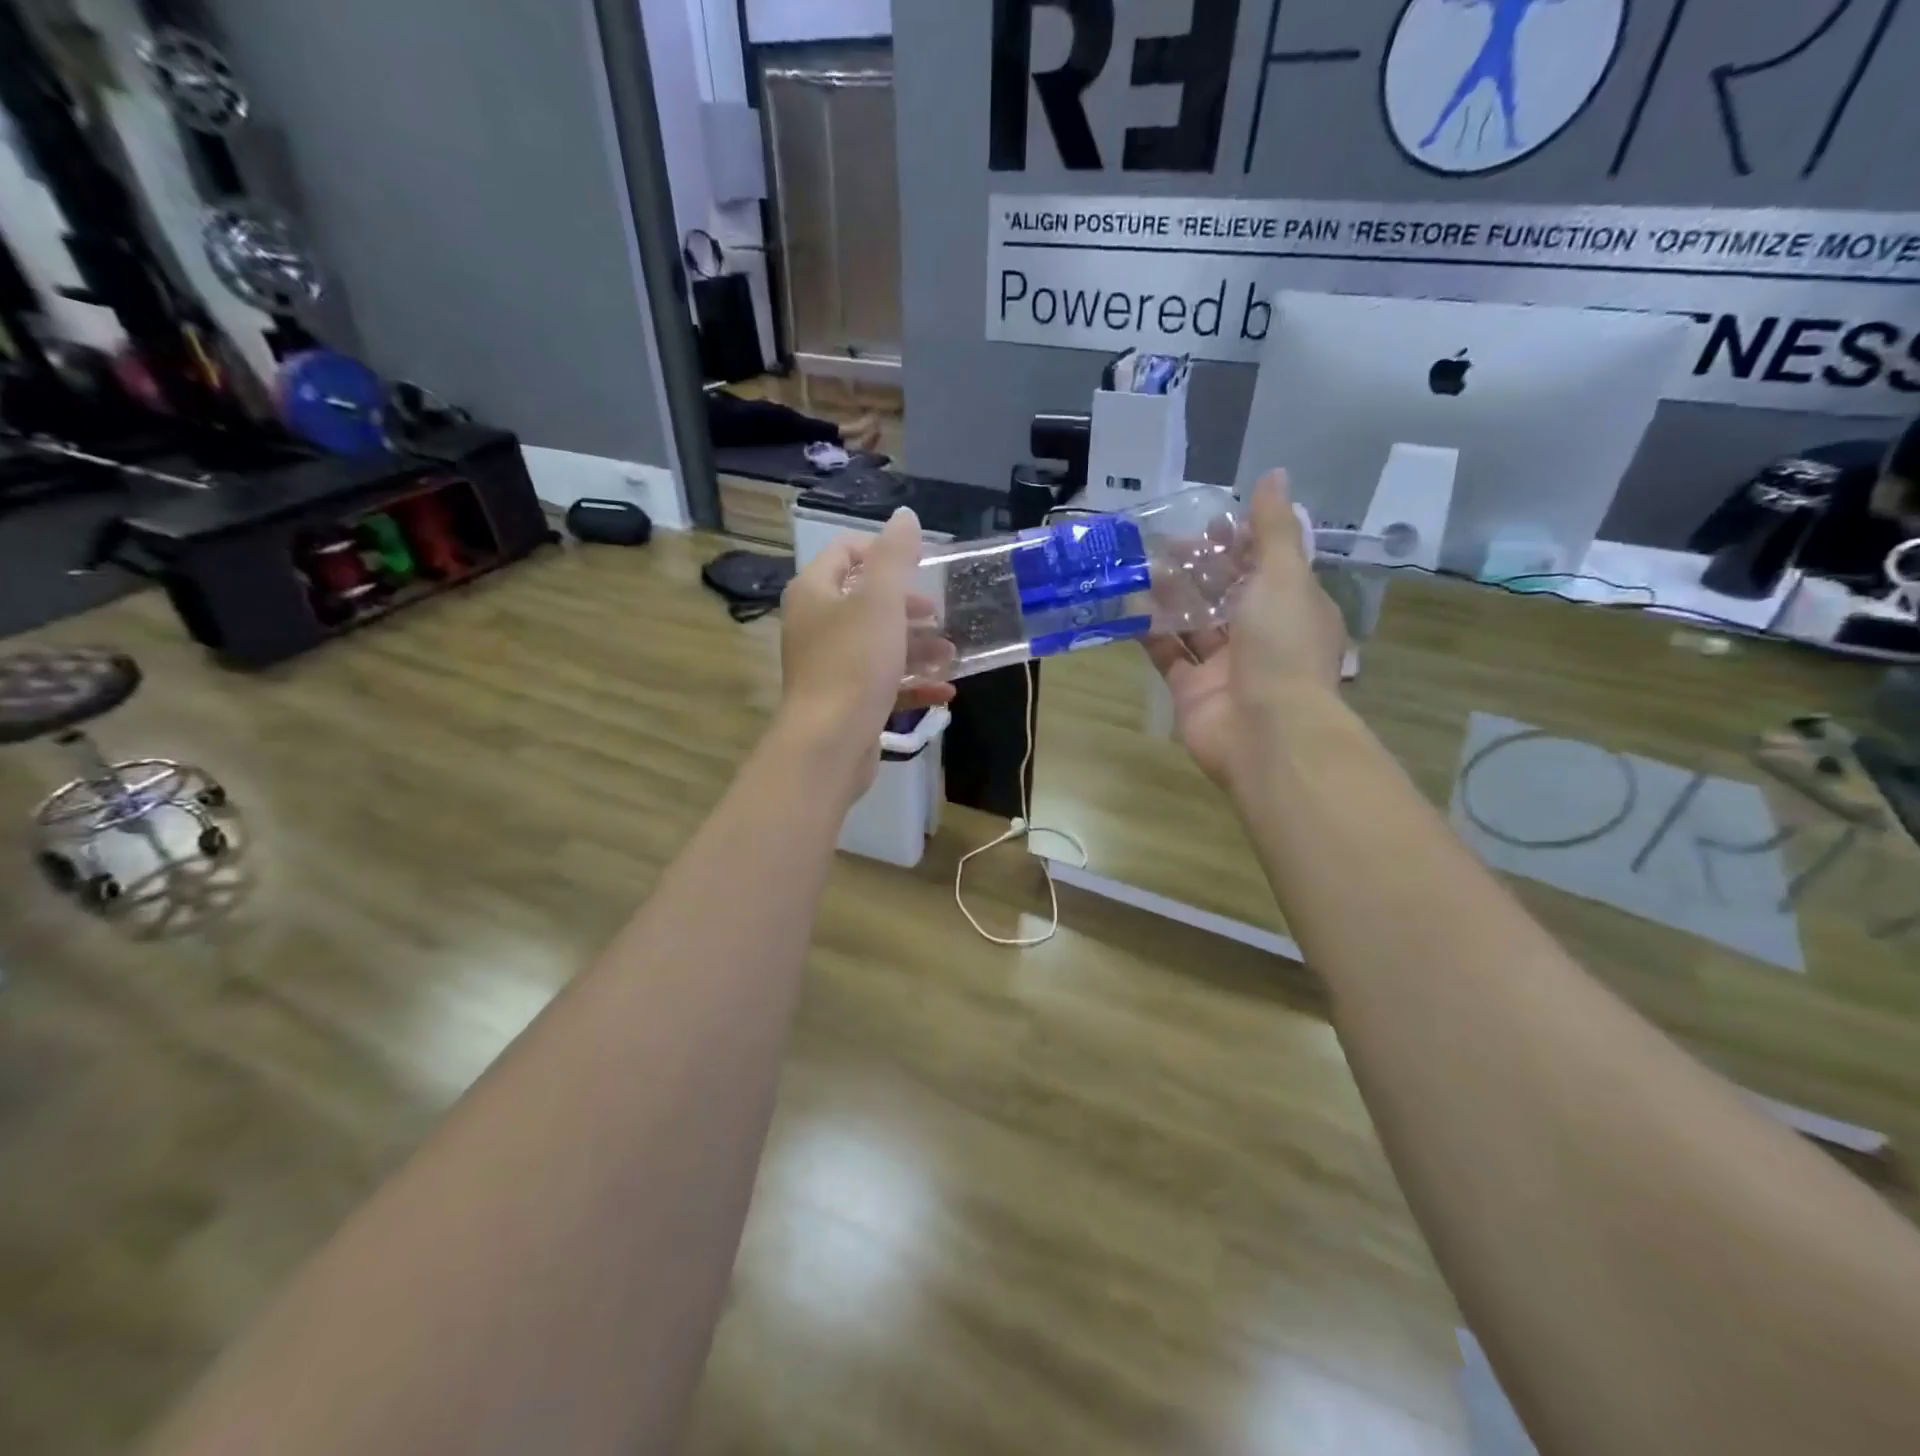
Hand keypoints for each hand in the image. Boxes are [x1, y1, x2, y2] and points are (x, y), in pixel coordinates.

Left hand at [778, 507, 955, 793]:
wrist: (830, 743)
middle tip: (939, 614)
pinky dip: (911, 683)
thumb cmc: (853, 662)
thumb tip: (904, 516)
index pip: (844, 553)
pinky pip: (882, 683)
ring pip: (878, 645)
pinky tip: (944, 691)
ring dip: (917, 647)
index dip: (883, 552)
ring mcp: (829, 666)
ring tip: (951, 654)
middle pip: (865, 602)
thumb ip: (894, 556)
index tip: (922, 566)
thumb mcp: (880, 600)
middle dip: (908, 607)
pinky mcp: (845, 701)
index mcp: (814, 592)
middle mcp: (816, 625)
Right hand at [1144, 470, 1346, 789]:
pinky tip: (1129, 606)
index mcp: (1294, 609)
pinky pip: (1168, 654)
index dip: (1241, 542)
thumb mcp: (1284, 577)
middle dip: (1200, 566)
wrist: (1266, 732)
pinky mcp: (1191, 690)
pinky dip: (1150, 631)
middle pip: (1227, 593)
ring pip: (1194, 622)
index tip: (1210, 522)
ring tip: (1142, 565)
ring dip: (1171, 594)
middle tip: (1166, 541)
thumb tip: (1275, 476)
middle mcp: (1261, 636)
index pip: (1267, 566)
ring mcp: (1225, 666)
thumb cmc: (1282, 647)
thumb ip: (1274, 529)